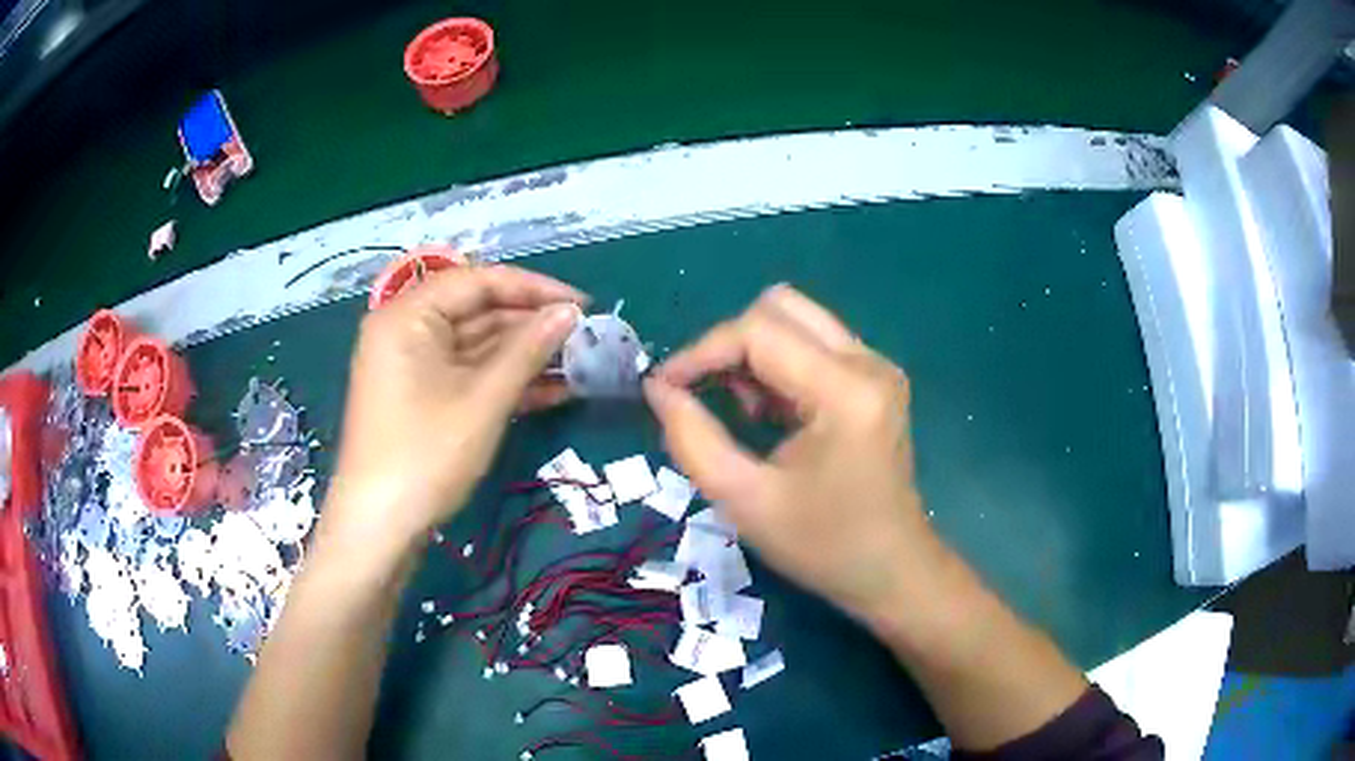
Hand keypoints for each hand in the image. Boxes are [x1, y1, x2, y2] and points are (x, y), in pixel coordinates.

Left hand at [322, 265, 584, 560]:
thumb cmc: (426, 455)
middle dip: (532, 325)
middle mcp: (407, 329)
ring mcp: (413, 366)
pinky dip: (505, 381)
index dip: (535, 288)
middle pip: (478, 312)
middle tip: (586, 339)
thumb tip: (570, 313)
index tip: (584, 305)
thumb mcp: (483, 399)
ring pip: (477, 346)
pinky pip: (468, 375)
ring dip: (525, 356)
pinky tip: (553, 390)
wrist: (380, 529)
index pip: (479, 281)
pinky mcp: (422, 397)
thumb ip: (528, 349)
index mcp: (409, 314)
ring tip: (579, 365)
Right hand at [644, 285, 936, 620]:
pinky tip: (769, 413)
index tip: (663, 387)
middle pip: (780, 308)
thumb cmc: (823, 546)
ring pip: (797, 320)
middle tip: (701, 392)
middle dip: (728, 343)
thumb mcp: (744, 501)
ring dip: (753, 352)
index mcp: (844, 390)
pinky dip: (777, 365)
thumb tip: (659, 389)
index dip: (701, 351)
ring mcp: (877, 367)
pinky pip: (814, 344)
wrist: (892, 571)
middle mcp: (868, 362)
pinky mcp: (875, 380)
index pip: (759, 331)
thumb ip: (692, 440)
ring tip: (738, 410)